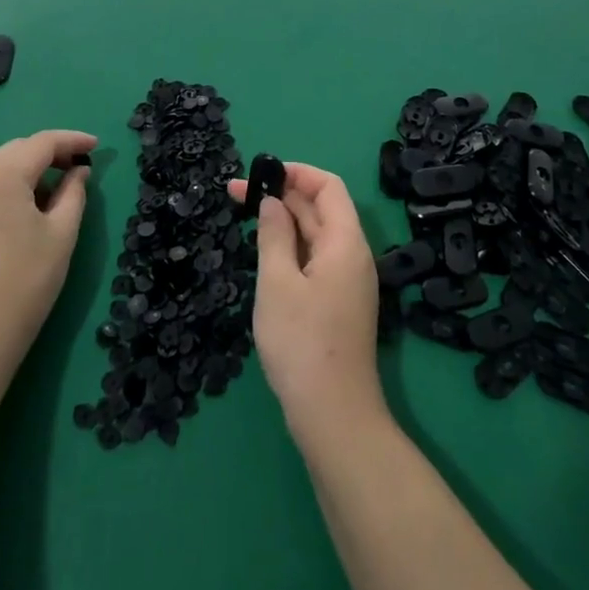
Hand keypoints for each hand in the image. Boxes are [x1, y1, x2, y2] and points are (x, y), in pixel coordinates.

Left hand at [0, 130, 95, 379]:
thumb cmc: (25, 283)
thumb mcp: (61, 234)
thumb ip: (73, 193)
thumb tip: (78, 171)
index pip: (41, 143)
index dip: (72, 140)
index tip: (97, 146)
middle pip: (16, 151)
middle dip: (49, 153)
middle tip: (79, 168)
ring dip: (27, 171)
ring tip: (55, 191)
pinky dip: (7, 187)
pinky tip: (25, 209)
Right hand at [226, 161, 384, 439]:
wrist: (334, 416)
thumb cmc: (302, 343)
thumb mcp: (277, 282)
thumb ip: (274, 235)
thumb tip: (272, 202)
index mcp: (345, 242)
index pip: (328, 186)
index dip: (296, 173)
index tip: (259, 173)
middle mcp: (352, 255)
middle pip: (321, 208)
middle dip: (281, 195)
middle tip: (235, 194)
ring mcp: (348, 281)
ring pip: (317, 235)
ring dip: (284, 221)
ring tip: (246, 216)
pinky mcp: (339, 303)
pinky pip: (316, 259)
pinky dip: (291, 246)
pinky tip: (266, 253)